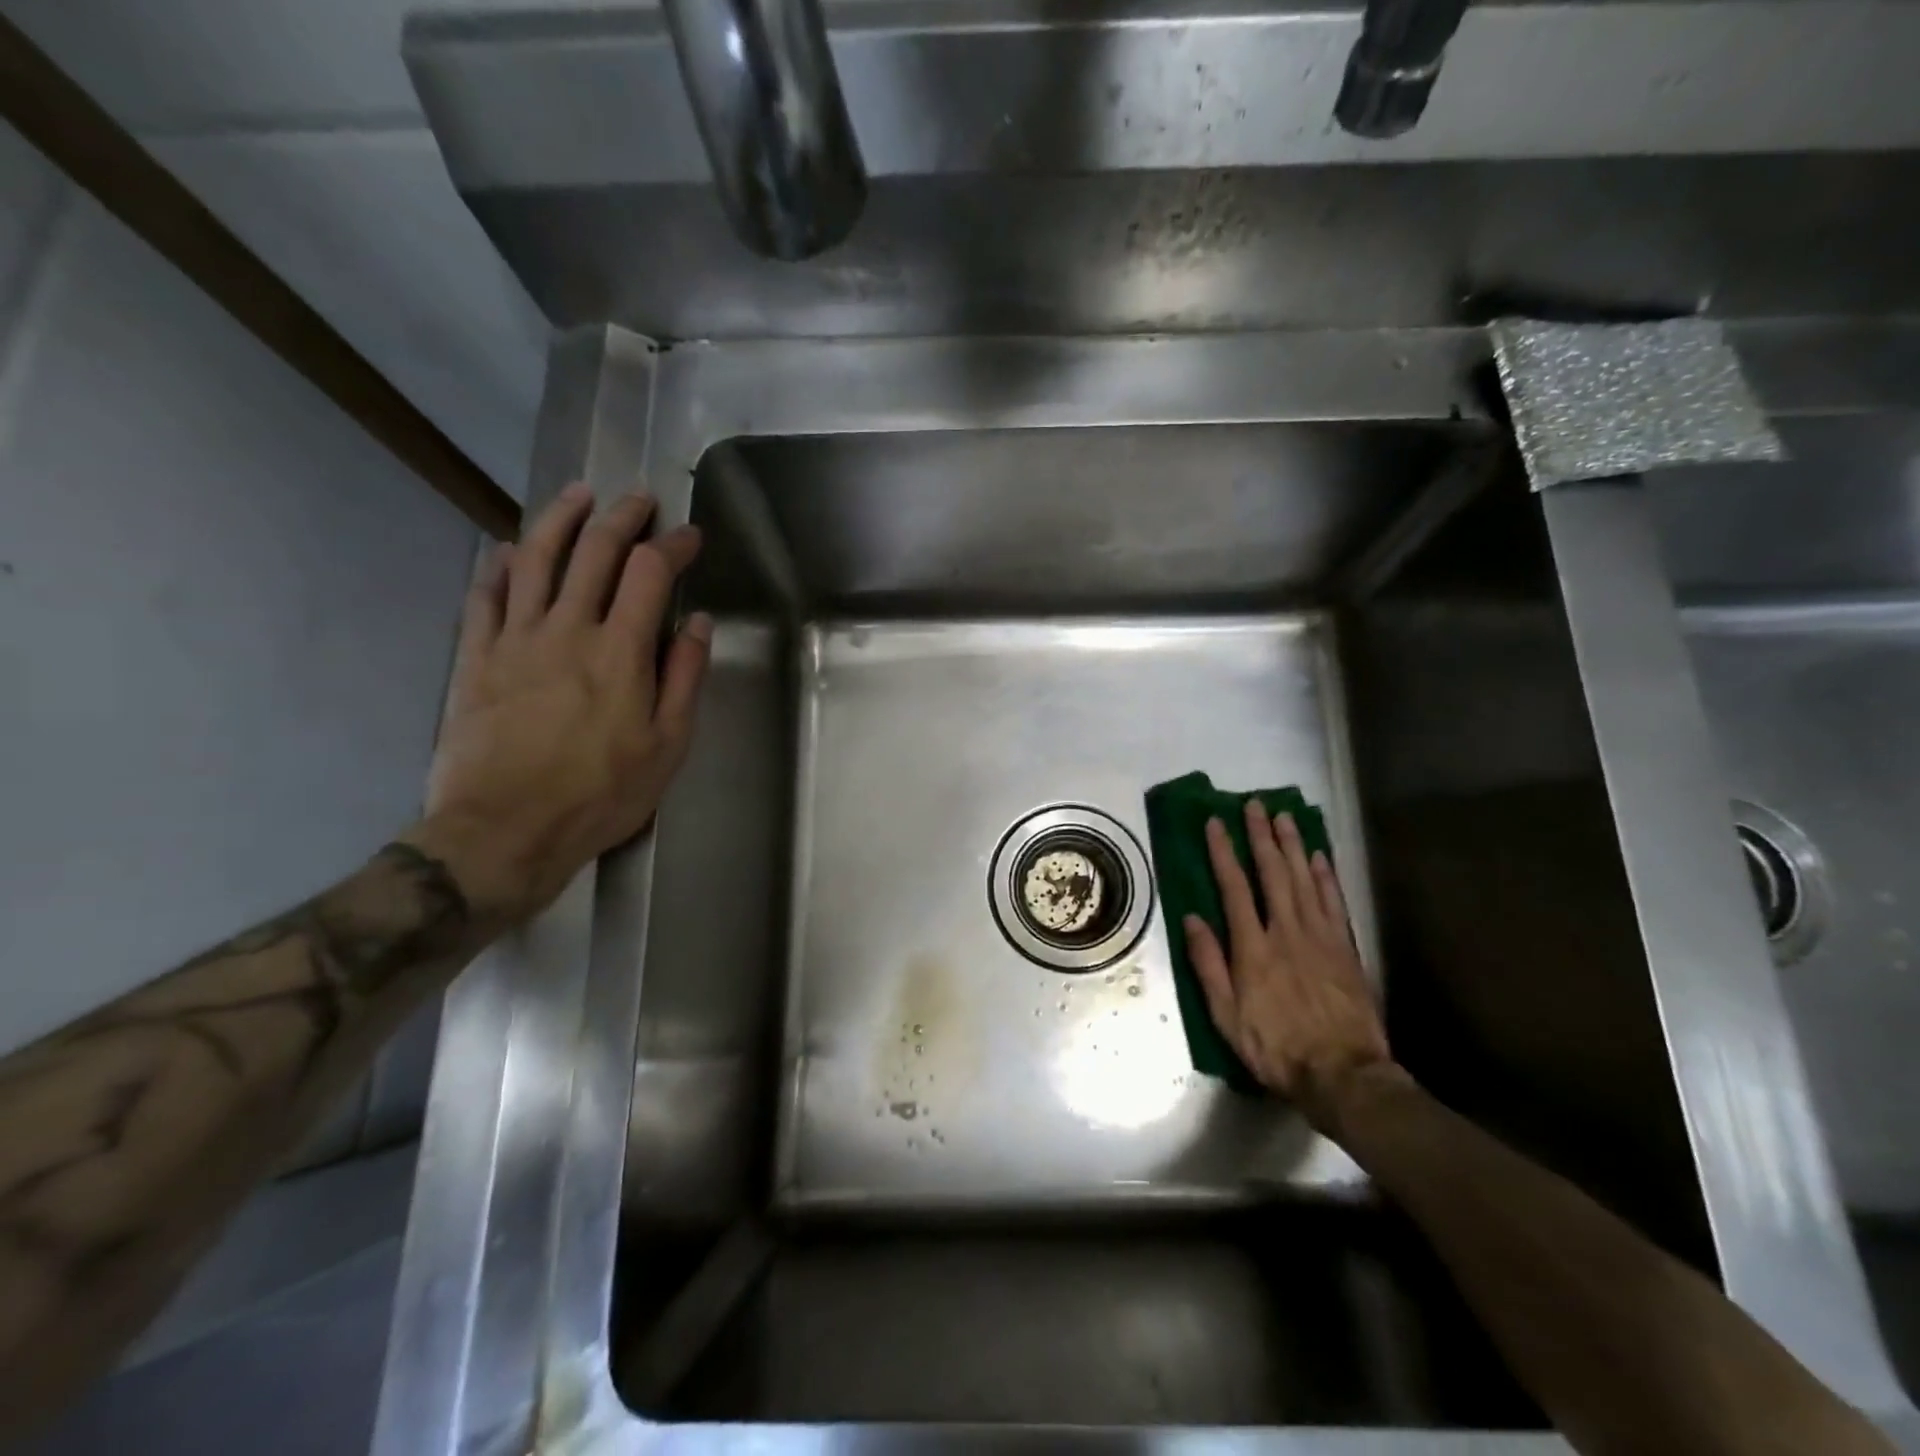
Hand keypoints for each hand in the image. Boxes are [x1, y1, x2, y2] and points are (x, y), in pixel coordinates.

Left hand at [403, 483, 710, 923]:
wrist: (504, 831)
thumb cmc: (600, 794)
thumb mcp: (668, 746)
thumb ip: (684, 678)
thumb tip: (697, 623)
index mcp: (620, 652)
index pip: (650, 572)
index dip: (673, 545)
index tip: (690, 535)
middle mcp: (567, 629)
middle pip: (593, 551)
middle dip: (621, 517)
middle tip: (639, 499)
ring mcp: (515, 640)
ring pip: (535, 558)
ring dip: (560, 519)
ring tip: (578, 495)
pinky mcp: (476, 658)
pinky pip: (486, 596)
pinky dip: (500, 565)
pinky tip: (511, 549)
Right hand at [1184, 800, 1395, 1127]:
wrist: (1343, 1074)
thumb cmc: (1275, 1047)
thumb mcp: (1226, 1015)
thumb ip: (1208, 964)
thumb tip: (1192, 919)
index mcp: (1253, 947)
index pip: (1234, 888)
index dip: (1223, 852)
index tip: (1214, 823)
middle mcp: (1286, 931)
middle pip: (1273, 873)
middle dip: (1261, 836)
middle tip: (1255, 805)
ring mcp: (1320, 937)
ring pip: (1305, 879)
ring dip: (1293, 845)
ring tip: (1284, 817)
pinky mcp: (1345, 948)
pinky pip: (1334, 902)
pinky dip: (1326, 876)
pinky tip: (1319, 856)